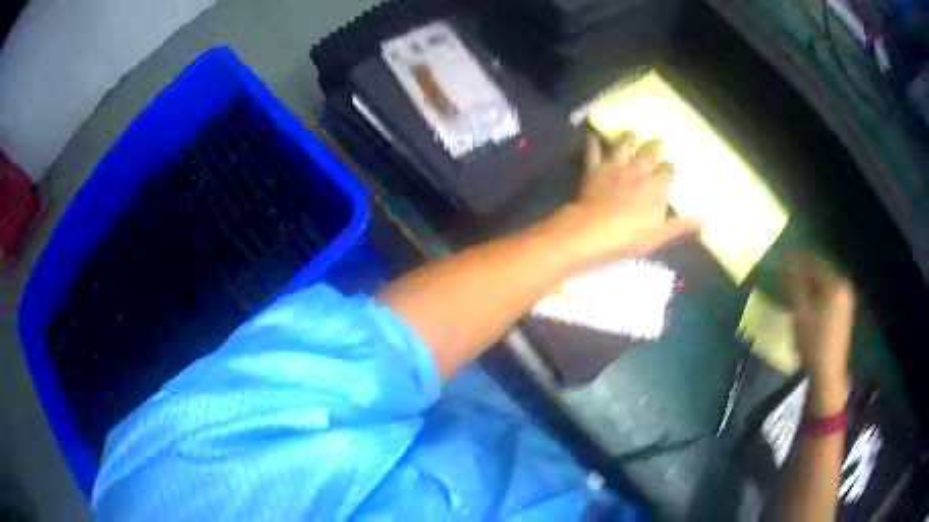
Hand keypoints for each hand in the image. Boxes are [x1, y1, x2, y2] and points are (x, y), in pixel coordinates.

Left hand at [568, 131, 701, 260]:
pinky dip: (593, 141)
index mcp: (657, 186)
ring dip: (628, 138)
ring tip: (630, 132)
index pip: (666, 170)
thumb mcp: (661, 235)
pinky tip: (592, 133)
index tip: (669, 166)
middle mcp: (638, 171)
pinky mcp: (595, 169)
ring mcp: (616, 167)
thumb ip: (681, 227)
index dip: (668, 167)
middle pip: (648, 153)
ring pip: (623, 146)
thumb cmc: (631, 236)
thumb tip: (703, 222)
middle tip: (656, 141)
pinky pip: (593, 151)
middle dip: (653, 146)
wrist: (595, 230)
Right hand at [788, 252, 855, 413]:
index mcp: (835, 283)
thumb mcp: (800, 313)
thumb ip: (794, 285)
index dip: (798, 259)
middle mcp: (843, 286)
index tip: (782, 258)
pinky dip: (818, 292)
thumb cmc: (813, 342)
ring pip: (825, 282)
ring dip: (811, 282)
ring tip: (795, 287)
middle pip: (821, 271)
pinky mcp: (845, 311)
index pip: (814, 261)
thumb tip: (788, 263)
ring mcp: (846, 299)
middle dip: (804, 270)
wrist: (828, 373)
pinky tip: (808, 300)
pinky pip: (829, 293)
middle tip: (787, 273)